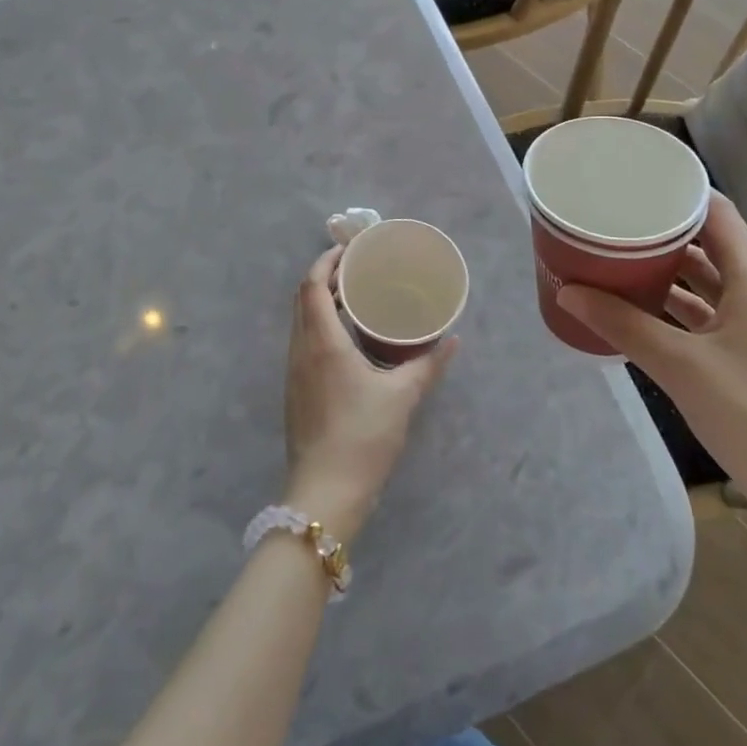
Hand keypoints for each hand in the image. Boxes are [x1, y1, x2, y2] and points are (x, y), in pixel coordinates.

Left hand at [282, 246, 457, 540]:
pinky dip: (319, 325)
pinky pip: (302, 342)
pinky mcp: (294, 392)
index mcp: (323, 343)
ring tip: (353, 299)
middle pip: (303, 298)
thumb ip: (428, 365)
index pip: (313, 285)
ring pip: (301, 321)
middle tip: (356, 270)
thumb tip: (452, 341)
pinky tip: (345, 340)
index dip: (326, 261)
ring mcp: (293, 372)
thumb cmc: (363, 438)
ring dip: (321, 302)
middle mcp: (301, 350)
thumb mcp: (402, 397)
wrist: (324, 495)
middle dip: (325, 277)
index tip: (349, 250)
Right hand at [555, 196, 746, 526]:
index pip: (718, 213)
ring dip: (664, 269)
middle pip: (708, 244)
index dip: (680, 192)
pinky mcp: (744, 357)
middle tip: (613, 217)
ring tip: (615, 254)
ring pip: (703, 281)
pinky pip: (701, 315)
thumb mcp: (681, 366)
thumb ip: (623, 325)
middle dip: (662, 230)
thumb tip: (567, 291)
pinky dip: (670, 306)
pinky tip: (634, 307)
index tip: (635, 182)